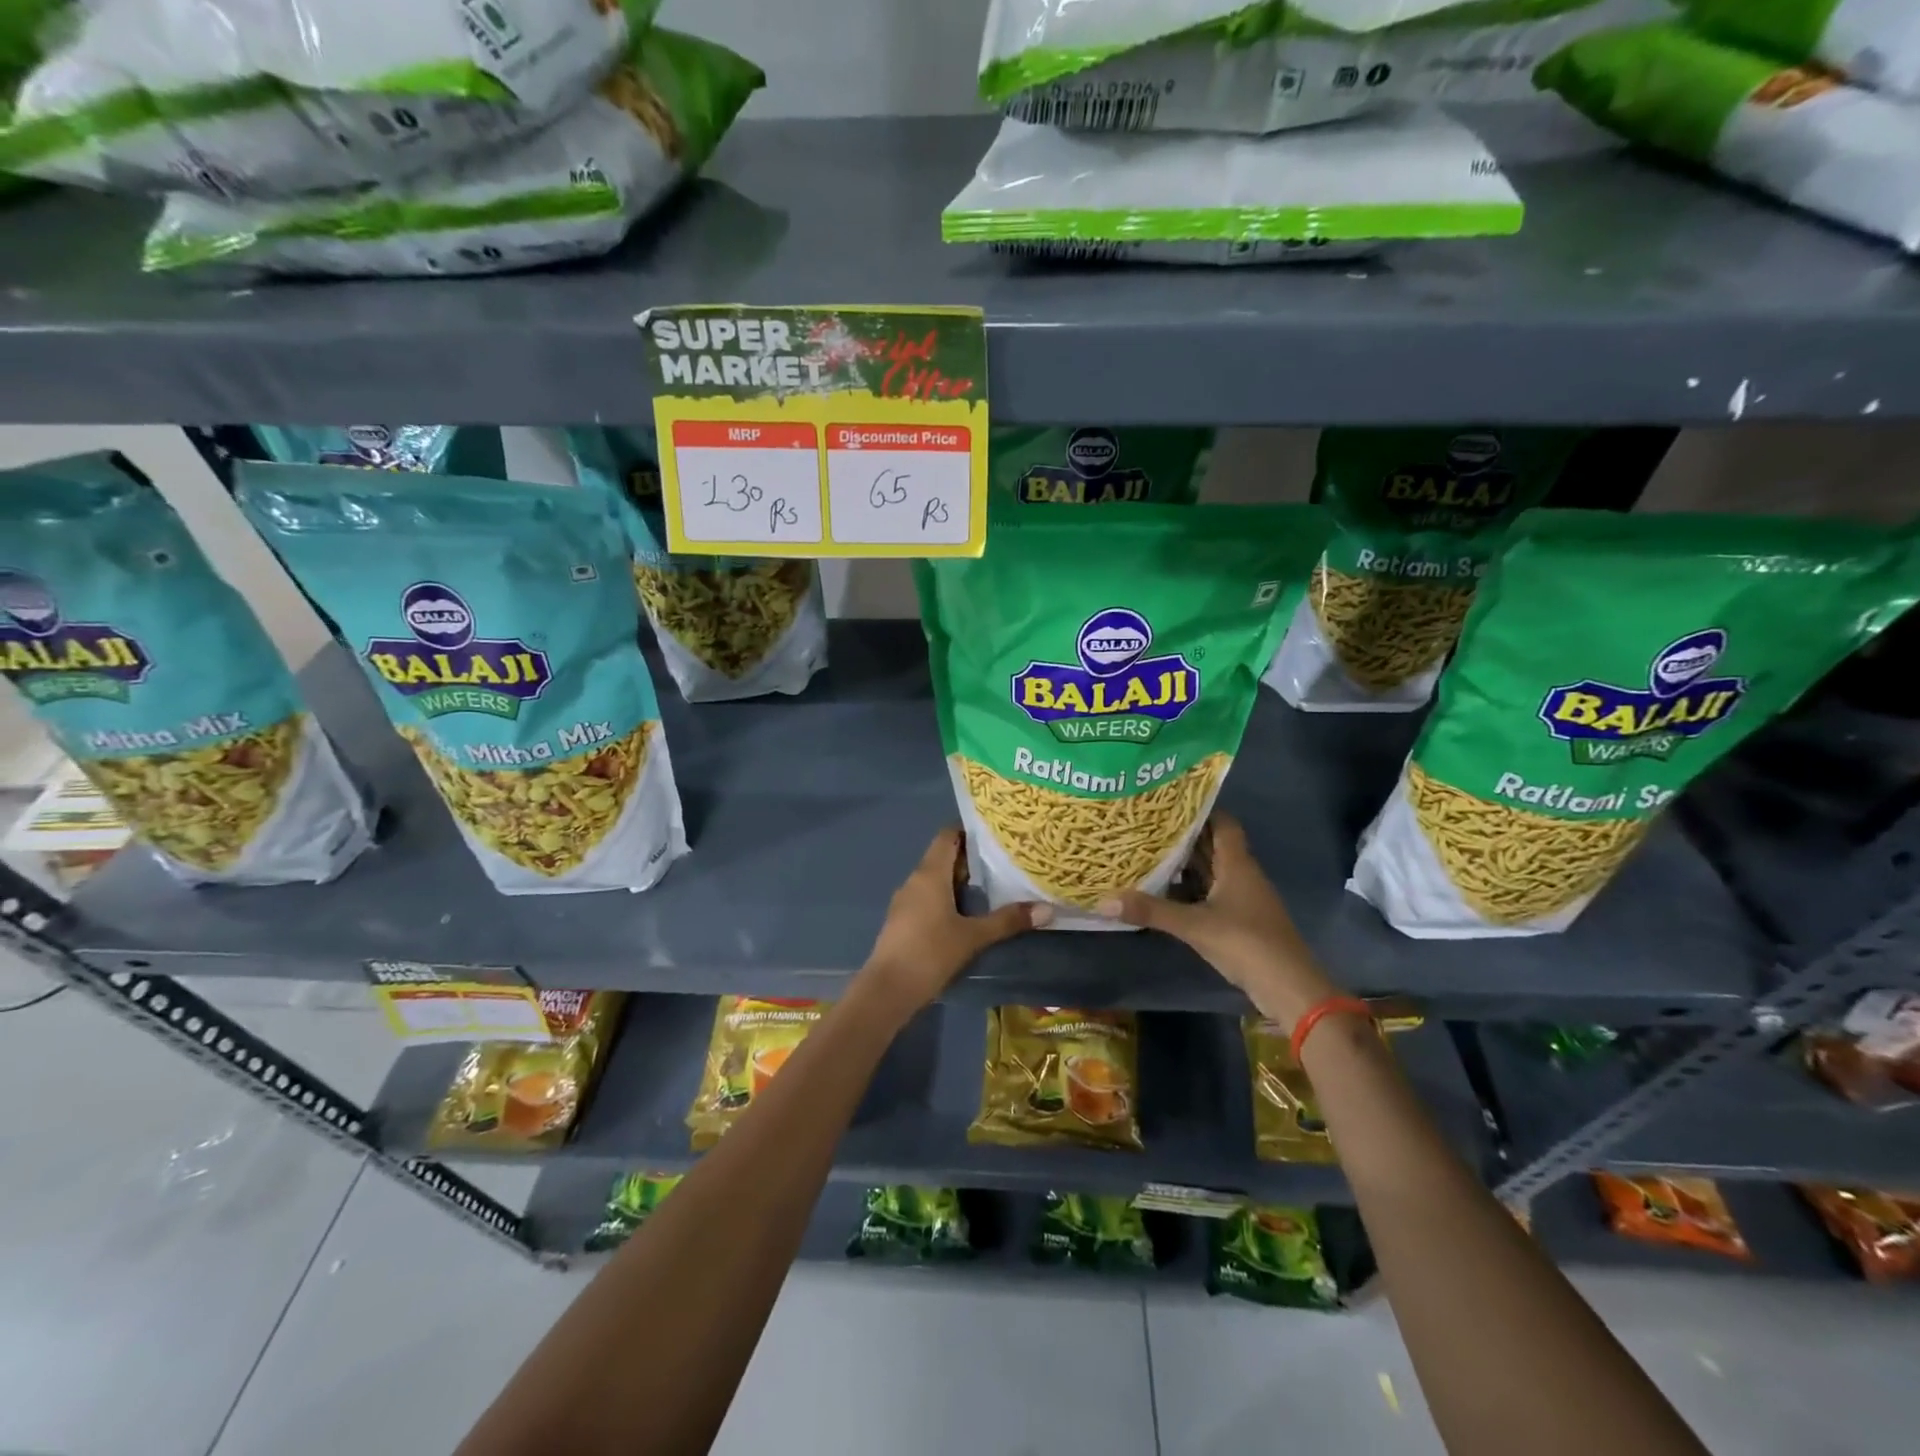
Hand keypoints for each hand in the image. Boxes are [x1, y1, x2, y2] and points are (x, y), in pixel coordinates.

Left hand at [858, 827, 1050, 1016]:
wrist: (887, 991)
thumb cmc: (930, 953)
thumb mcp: (973, 937)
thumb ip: (1008, 921)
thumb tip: (1047, 909)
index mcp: (930, 874)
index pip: (948, 835)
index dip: (969, 830)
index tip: (996, 834)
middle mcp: (915, 880)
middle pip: (944, 857)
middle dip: (971, 858)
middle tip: (1004, 862)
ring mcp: (905, 901)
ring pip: (936, 879)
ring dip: (960, 881)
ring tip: (992, 887)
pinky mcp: (903, 921)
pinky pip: (928, 897)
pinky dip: (948, 898)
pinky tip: (967, 913)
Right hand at [1097, 812, 1338, 1029]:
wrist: (1289, 988)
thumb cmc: (1246, 943)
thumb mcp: (1194, 926)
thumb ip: (1151, 911)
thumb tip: (1103, 901)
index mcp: (1237, 864)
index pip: (1222, 823)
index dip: (1200, 810)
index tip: (1168, 803)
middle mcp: (1242, 875)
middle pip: (1212, 846)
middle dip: (1183, 836)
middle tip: (1146, 826)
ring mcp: (1242, 899)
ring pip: (1210, 871)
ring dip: (1184, 864)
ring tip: (1147, 853)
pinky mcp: (1240, 921)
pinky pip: (1211, 894)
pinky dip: (1189, 890)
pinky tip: (1164, 892)